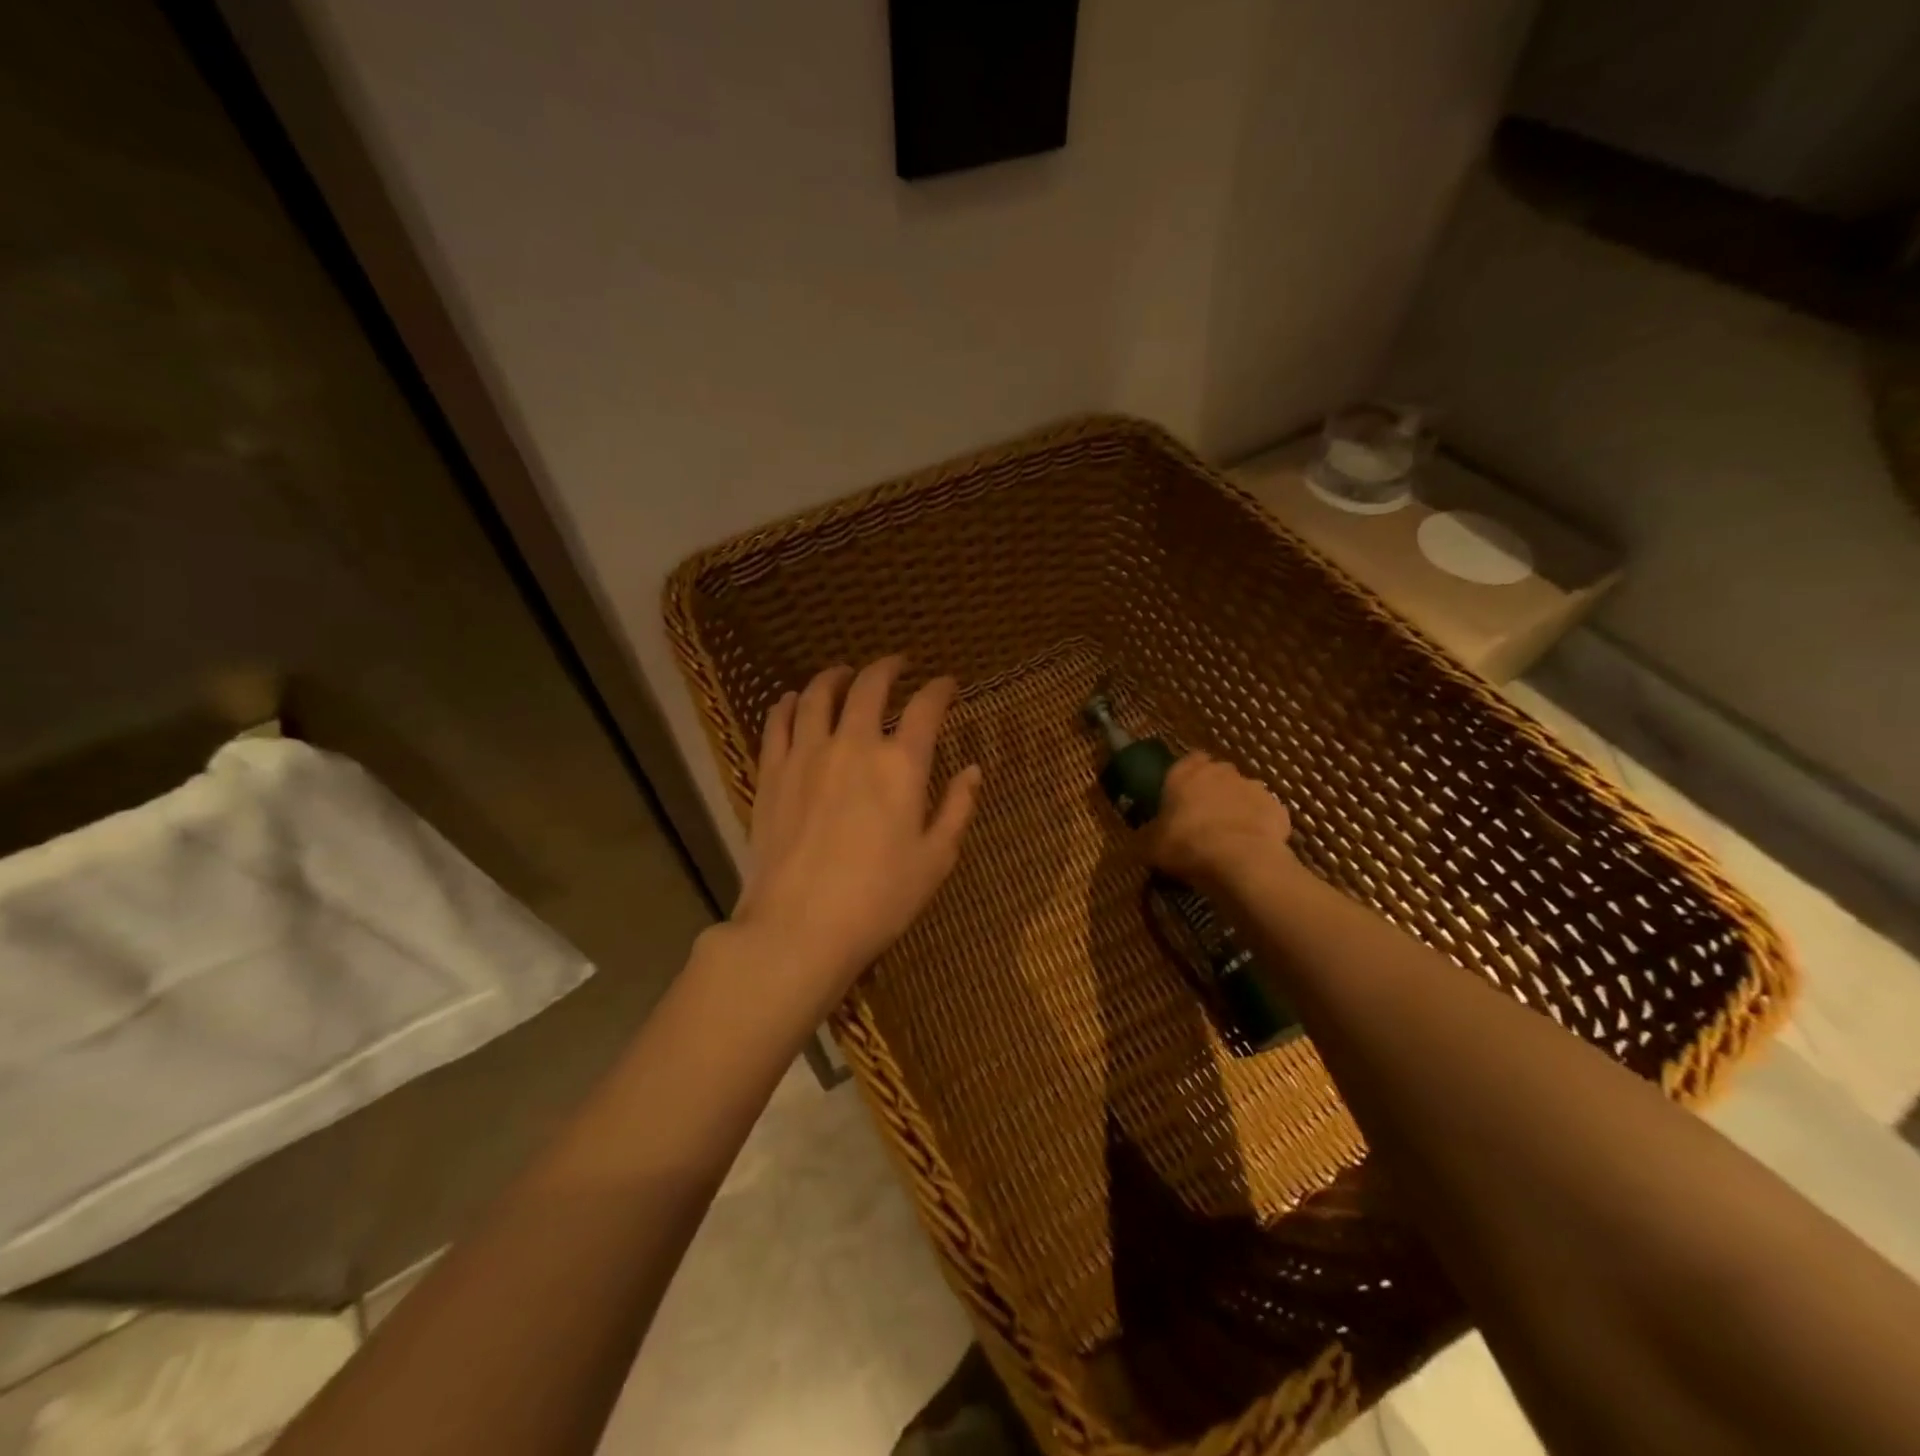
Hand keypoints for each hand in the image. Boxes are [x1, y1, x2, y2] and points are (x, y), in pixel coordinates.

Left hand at [732, 657, 982, 1016]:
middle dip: (888, 668)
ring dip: (835, 676)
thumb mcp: (935, 860)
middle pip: (870, 687)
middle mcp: (854, 746)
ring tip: (845, 673)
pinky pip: (777, 723)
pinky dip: (788, 704)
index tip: (948, 684)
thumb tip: (973, 770)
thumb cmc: (879, 900)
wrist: (799, 928)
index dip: (940, 689)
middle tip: (898, 664)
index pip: (926, 708)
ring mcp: (807, 755)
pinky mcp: (771, 773)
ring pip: (818, 695)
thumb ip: (958, 809)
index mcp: (901, 766)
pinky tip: (793, 700)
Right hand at [1140, 751, 1293, 899]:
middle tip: (1203, 816)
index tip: (1182, 794)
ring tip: (1229, 834)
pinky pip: (1265, 814)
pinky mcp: (1277, 808)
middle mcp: (1220, 772)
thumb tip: (1136, 838)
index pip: (1188, 760)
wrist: (1240, 861)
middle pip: (1217, 774)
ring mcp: (1253, 787)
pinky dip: (1259, 825)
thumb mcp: (1149, 846)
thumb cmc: (1186, 845)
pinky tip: (1251, 846)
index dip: (1186, 775)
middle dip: (1213, 789)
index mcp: (1185, 773)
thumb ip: (1144, 836)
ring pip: (1243, 792)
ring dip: (1237, 806)